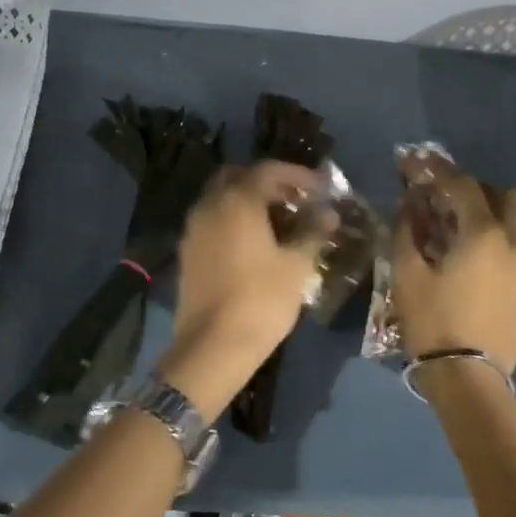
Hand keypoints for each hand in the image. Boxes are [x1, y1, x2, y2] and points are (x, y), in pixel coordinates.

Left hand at [160, 161, 327, 420]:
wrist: (213, 346)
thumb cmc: (261, 300)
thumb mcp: (296, 266)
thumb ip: (312, 232)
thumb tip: (328, 213)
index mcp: (237, 201)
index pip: (268, 170)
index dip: (297, 174)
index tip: (320, 187)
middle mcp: (210, 206)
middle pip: (238, 177)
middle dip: (267, 182)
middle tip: (295, 198)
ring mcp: (193, 229)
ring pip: (221, 199)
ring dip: (248, 201)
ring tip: (279, 221)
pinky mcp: (187, 253)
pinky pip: (212, 222)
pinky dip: (233, 220)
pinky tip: (255, 242)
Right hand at [391, 164, 515, 373]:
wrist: (470, 377)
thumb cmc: (433, 321)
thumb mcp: (407, 274)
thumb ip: (406, 232)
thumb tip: (407, 206)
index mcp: (484, 234)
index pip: (464, 187)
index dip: (441, 172)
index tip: (423, 166)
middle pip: (505, 197)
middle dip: (477, 191)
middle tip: (449, 200)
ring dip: (496, 216)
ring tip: (468, 230)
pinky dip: (505, 243)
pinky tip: (483, 261)